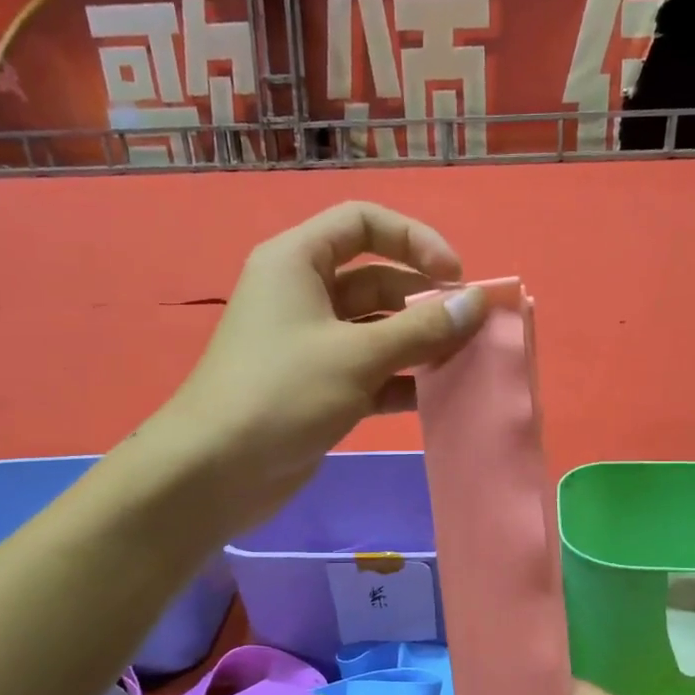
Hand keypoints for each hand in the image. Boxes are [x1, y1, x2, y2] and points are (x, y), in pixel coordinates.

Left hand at [142, 201, 485, 536]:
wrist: (217, 470)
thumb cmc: (283, 393)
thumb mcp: (357, 355)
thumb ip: (422, 328)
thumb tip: (476, 302)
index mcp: (298, 262)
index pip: (363, 223)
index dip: (414, 240)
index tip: (454, 277)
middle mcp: (304, 295)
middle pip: (376, 280)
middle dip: (424, 300)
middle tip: (469, 329)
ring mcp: (311, 345)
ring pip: (376, 330)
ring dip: (418, 343)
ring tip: (463, 362)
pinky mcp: (318, 388)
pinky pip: (369, 371)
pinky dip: (400, 380)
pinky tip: (434, 397)